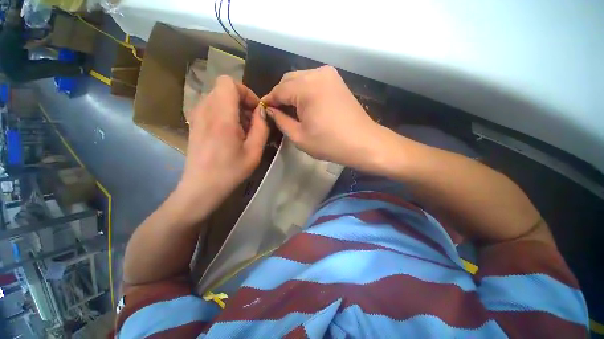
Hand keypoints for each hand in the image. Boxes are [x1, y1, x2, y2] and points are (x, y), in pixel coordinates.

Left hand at [177, 76, 267, 214]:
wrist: (202, 187)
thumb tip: (262, 111)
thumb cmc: (231, 171)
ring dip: (233, 108)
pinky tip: (230, 132)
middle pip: (224, 89)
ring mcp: (196, 116)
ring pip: (218, 97)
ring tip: (242, 129)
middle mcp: (205, 110)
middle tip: (252, 122)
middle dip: (242, 101)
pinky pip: (211, 107)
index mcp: (221, 117)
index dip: (245, 92)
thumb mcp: (254, 151)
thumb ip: (261, 127)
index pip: (228, 83)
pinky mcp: (194, 123)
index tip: (255, 111)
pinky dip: (224, 113)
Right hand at [261, 66, 383, 170]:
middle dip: (281, 95)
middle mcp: (317, 73)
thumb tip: (270, 110)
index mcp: (306, 87)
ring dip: (292, 93)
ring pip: (300, 78)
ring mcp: (329, 74)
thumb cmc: (329, 143)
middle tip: (279, 113)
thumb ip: (281, 120)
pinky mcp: (337, 80)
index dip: (269, 101)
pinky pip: (313, 81)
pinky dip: (305, 91)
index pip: (278, 90)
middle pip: (288, 80)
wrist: (363, 142)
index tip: (265, 112)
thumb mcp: (299, 136)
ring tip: (292, 111)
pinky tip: (306, 105)